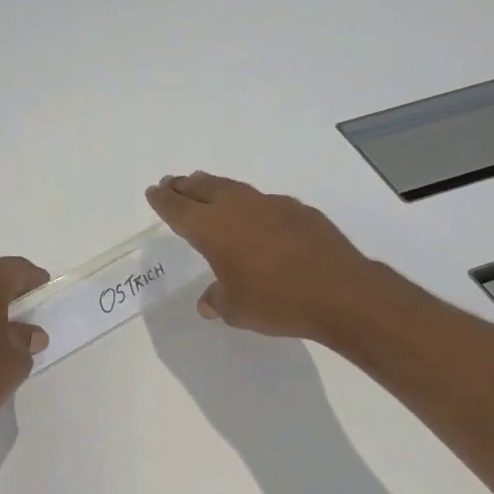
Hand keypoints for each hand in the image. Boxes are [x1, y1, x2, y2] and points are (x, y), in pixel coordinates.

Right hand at [145, 172, 376, 341]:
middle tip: (174, 183)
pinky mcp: (299, 211)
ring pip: (234, 189)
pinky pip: (264, 202)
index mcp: (213, 229)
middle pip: (204, 189)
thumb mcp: (236, 309)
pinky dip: (250, 204)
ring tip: (206, 187)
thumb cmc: (276, 301)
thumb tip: (208, 302)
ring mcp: (272, 205)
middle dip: (186, 187)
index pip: (179, 209)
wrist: (339, 292)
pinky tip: (255, 216)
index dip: (164, 201)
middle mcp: (239, 208)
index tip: (154, 191)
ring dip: (216, 188)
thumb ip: (217, 300)